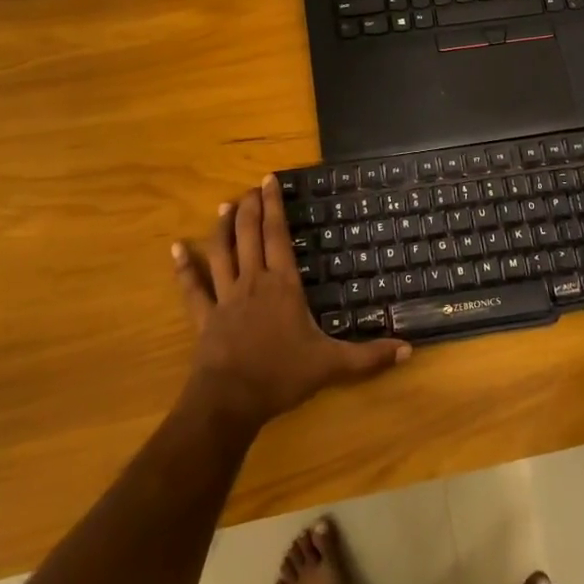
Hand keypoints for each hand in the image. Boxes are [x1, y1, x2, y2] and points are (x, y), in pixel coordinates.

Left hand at [173, 175, 409, 428]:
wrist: (230, 402)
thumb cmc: (281, 376)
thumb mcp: (331, 365)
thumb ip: (368, 357)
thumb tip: (408, 348)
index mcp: (283, 285)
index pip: (278, 235)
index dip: (274, 206)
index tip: (268, 180)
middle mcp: (253, 282)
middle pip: (249, 236)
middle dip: (250, 208)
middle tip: (251, 187)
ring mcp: (225, 298)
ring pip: (222, 253)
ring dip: (222, 228)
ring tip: (224, 205)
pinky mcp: (205, 318)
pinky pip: (193, 288)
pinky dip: (184, 267)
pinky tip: (176, 249)